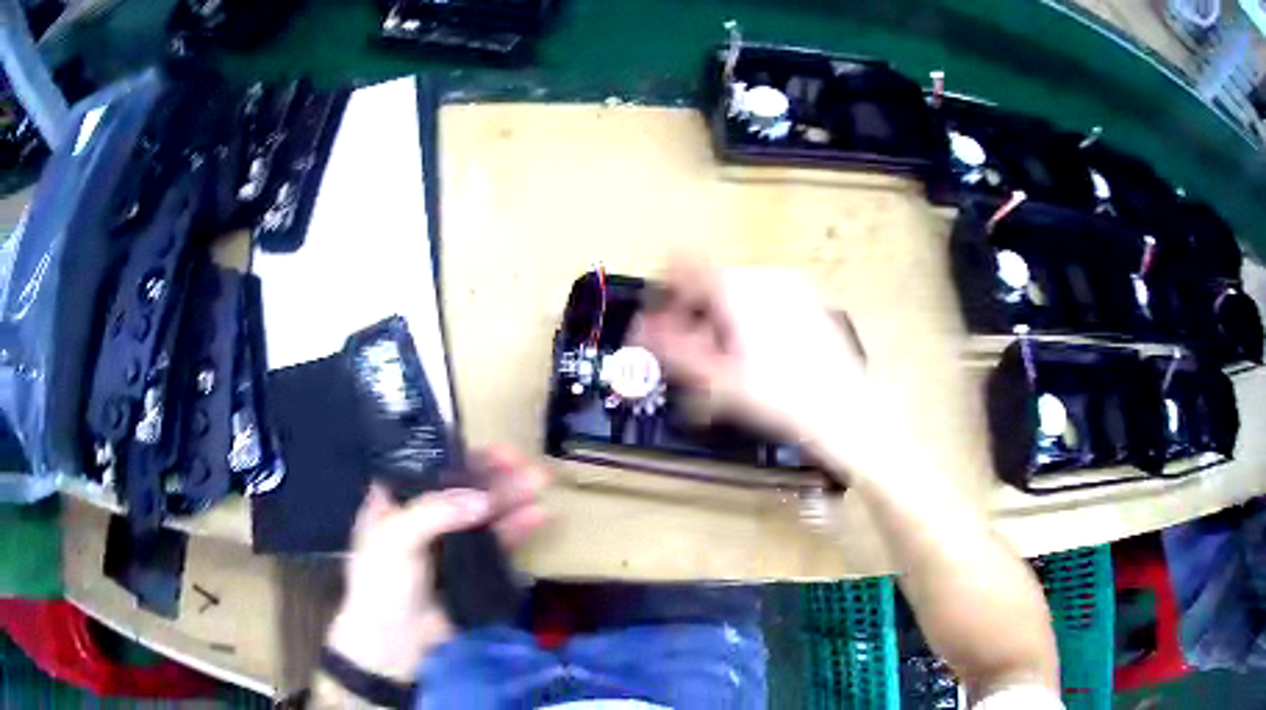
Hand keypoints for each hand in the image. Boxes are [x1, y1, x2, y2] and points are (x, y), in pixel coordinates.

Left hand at [324, 447, 549, 682]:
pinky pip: (497, 544)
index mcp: (395, 502)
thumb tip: (485, 499)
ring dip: (512, 498)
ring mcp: (450, 545)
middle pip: (464, 488)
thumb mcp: (395, 538)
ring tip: (541, 484)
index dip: (462, 456)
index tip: (495, 451)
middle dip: (496, 476)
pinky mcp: (471, 570)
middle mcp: (424, 518)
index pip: (431, 468)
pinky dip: (516, 529)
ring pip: (485, 514)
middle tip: (528, 466)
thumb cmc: (381, 583)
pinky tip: (537, 517)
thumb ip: (436, 512)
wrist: (394, 644)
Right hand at [632, 259, 870, 479]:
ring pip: (741, 289)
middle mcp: (764, 276)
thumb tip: (643, 329)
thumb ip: (674, 347)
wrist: (846, 410)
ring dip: (726, 315)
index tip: (665, 318)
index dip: (668, 290)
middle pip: (714, 280)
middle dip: (699, 311)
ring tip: (732, 358)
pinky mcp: (811, 300)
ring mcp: (793, 286)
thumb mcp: (718, 378)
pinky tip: (761, 354)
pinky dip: (753, 316)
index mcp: (738, 288)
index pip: (685, 266)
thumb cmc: (782, 397)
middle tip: (699, 352)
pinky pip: (767, 297)